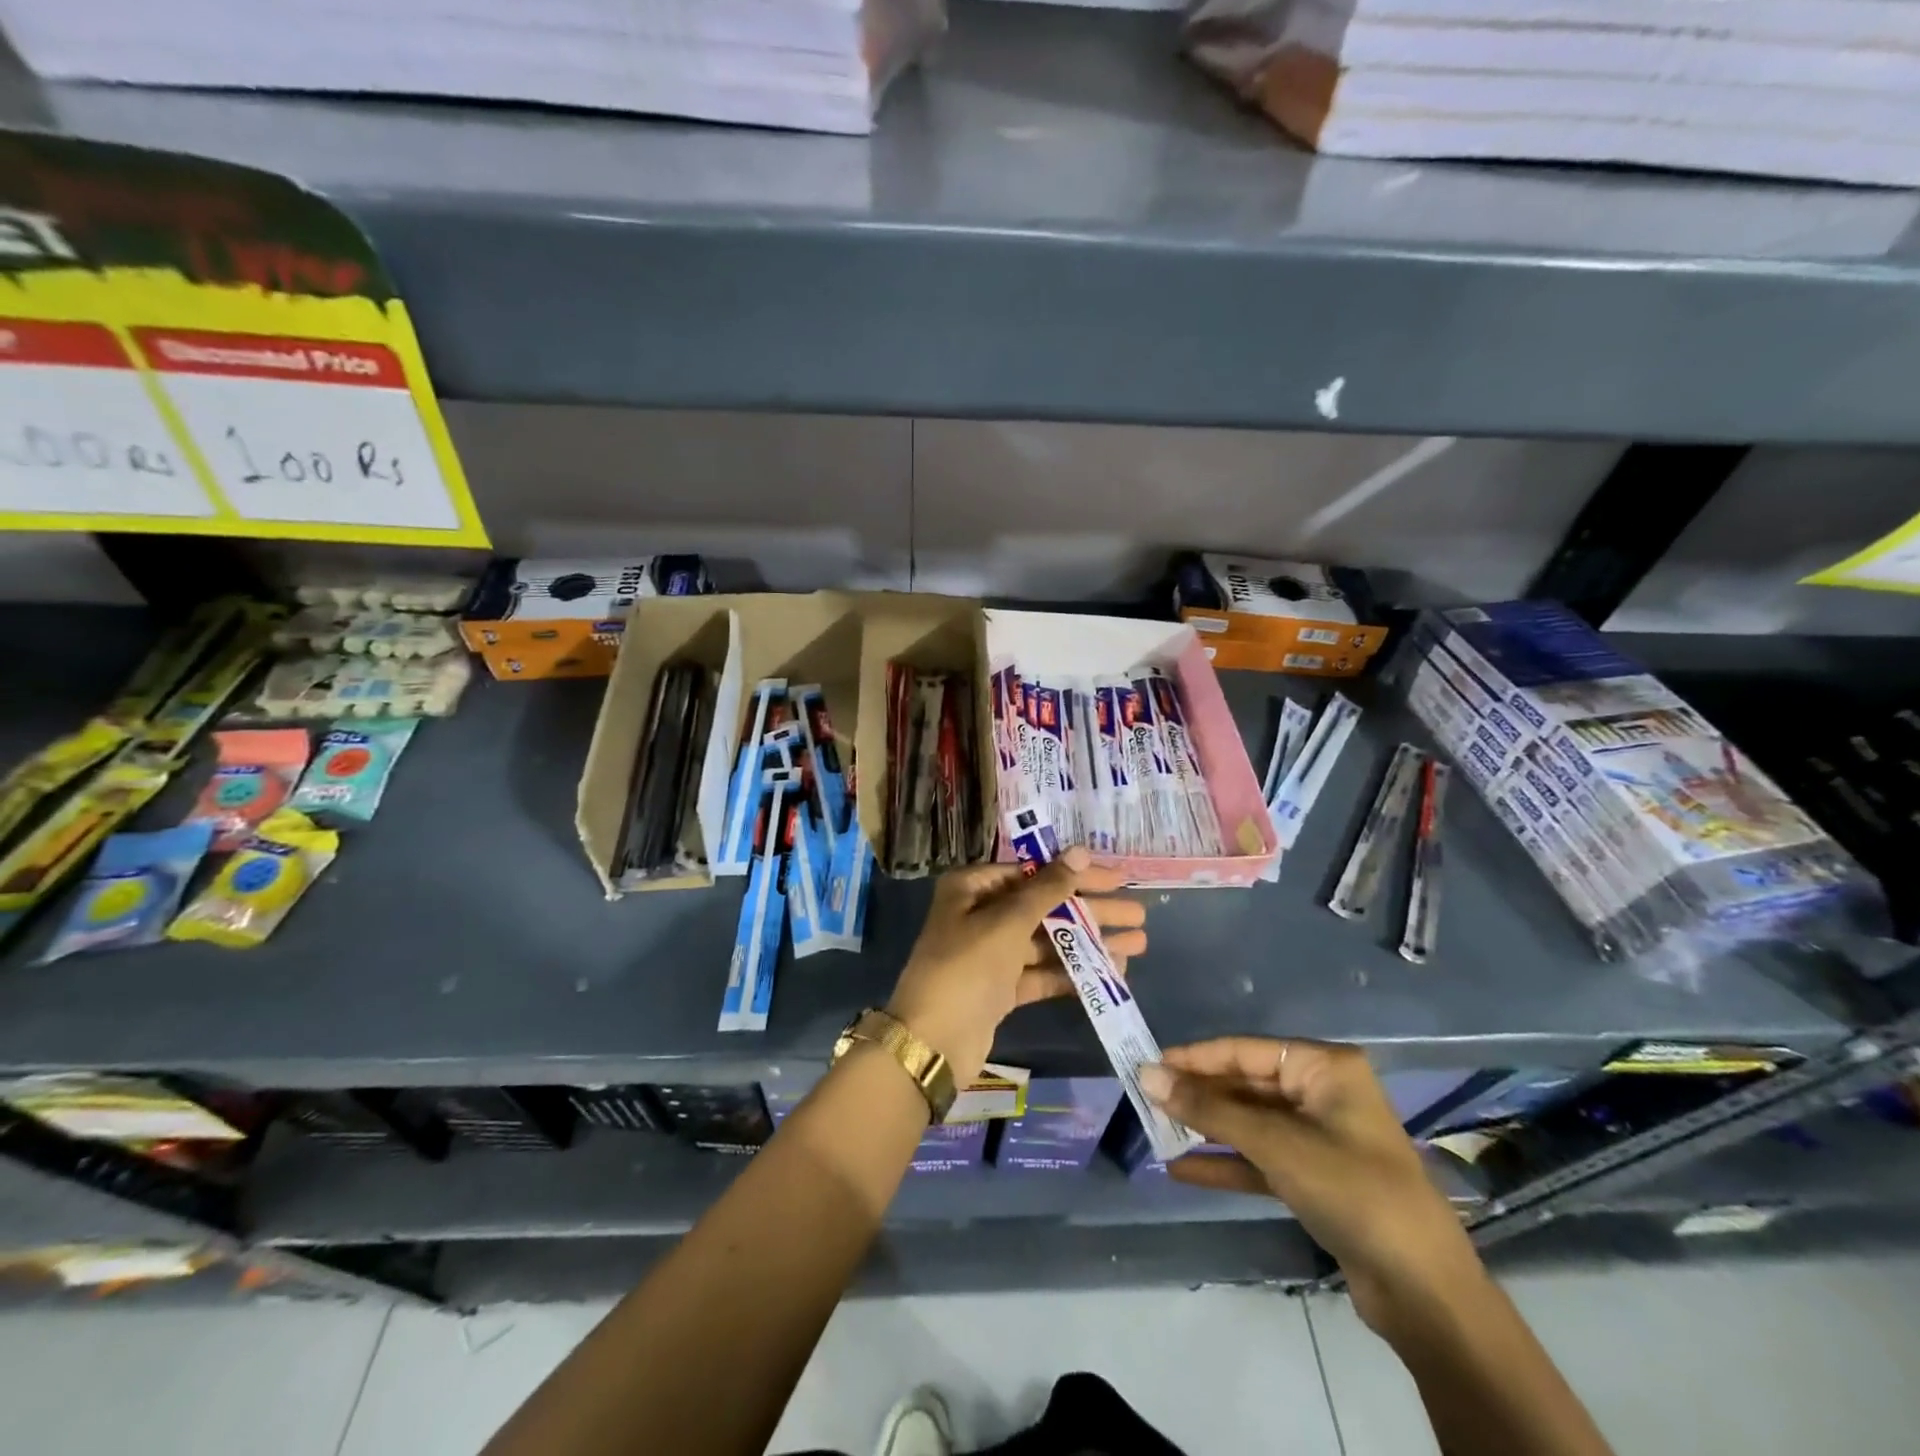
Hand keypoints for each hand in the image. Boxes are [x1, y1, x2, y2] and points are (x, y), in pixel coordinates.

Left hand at [886, 848, 1145, 1085]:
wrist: (932, 1043)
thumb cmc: (967, 968)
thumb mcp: (1007, 922)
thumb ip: (1048, 888)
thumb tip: (1079, 850)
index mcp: (971, 888)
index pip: (1032, 872)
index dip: (1075, 874)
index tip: (1117, 878)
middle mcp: (979, 915)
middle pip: (1044, 906)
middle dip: (1091, 910)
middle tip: (1138, 912)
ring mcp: (990, 954)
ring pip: (1047, 941)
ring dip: (1089, 942)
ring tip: (1138, 942)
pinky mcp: (1001, 988)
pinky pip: (1042, 972)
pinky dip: (1073, 971)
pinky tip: (1112, 971)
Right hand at [1139, 1038, 1484, 1335]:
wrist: (1425, 1294)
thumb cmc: (1353, 1192)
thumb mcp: (1276, 1145)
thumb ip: (1210, 1109)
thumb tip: (1147, 1075)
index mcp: (1324, 1068)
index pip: (1245, 1051)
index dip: (1195, 1058)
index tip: (1148, 1063)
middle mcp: (1321, 1094)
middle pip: (1246, 1085)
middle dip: (1198, 1096)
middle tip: (1145, 1099)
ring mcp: (1319, 1138)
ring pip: (1250, 1123)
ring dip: (1206, 1129)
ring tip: (1155, 1130)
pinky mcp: (1314, 1179)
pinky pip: (1259, 1160)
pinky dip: (1224, 1163)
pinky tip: (1181, 1170)